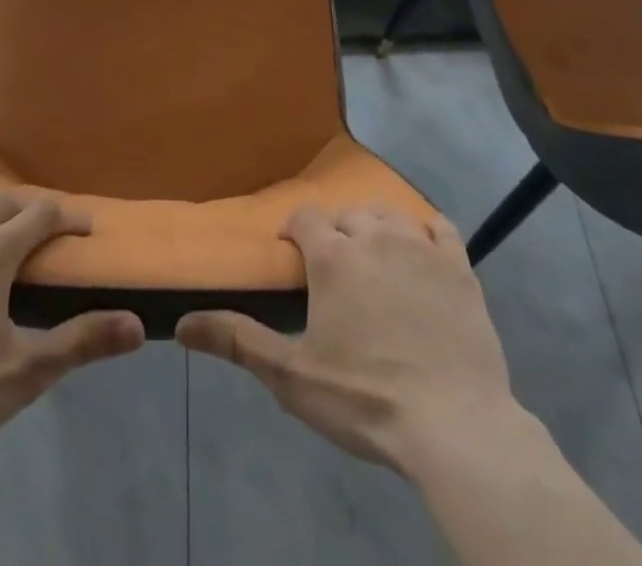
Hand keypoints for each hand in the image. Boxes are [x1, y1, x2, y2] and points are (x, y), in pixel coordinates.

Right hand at [176, 204, 514, 474]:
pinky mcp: (460, 267)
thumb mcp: (292, 376)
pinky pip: (439, 227)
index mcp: (333, 255)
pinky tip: (422, 252)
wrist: (454, 426)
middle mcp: (374, 236)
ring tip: (373, 258)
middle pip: (347, 214)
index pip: (305, 216)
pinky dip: (425, 232)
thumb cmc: (365, 399)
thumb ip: (237, 341)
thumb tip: (181, 323)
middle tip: (333, 269)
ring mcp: (420, 247)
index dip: (295, 229)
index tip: (292, 254)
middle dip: (335, 231)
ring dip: (375, 227)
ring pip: (389, 214)